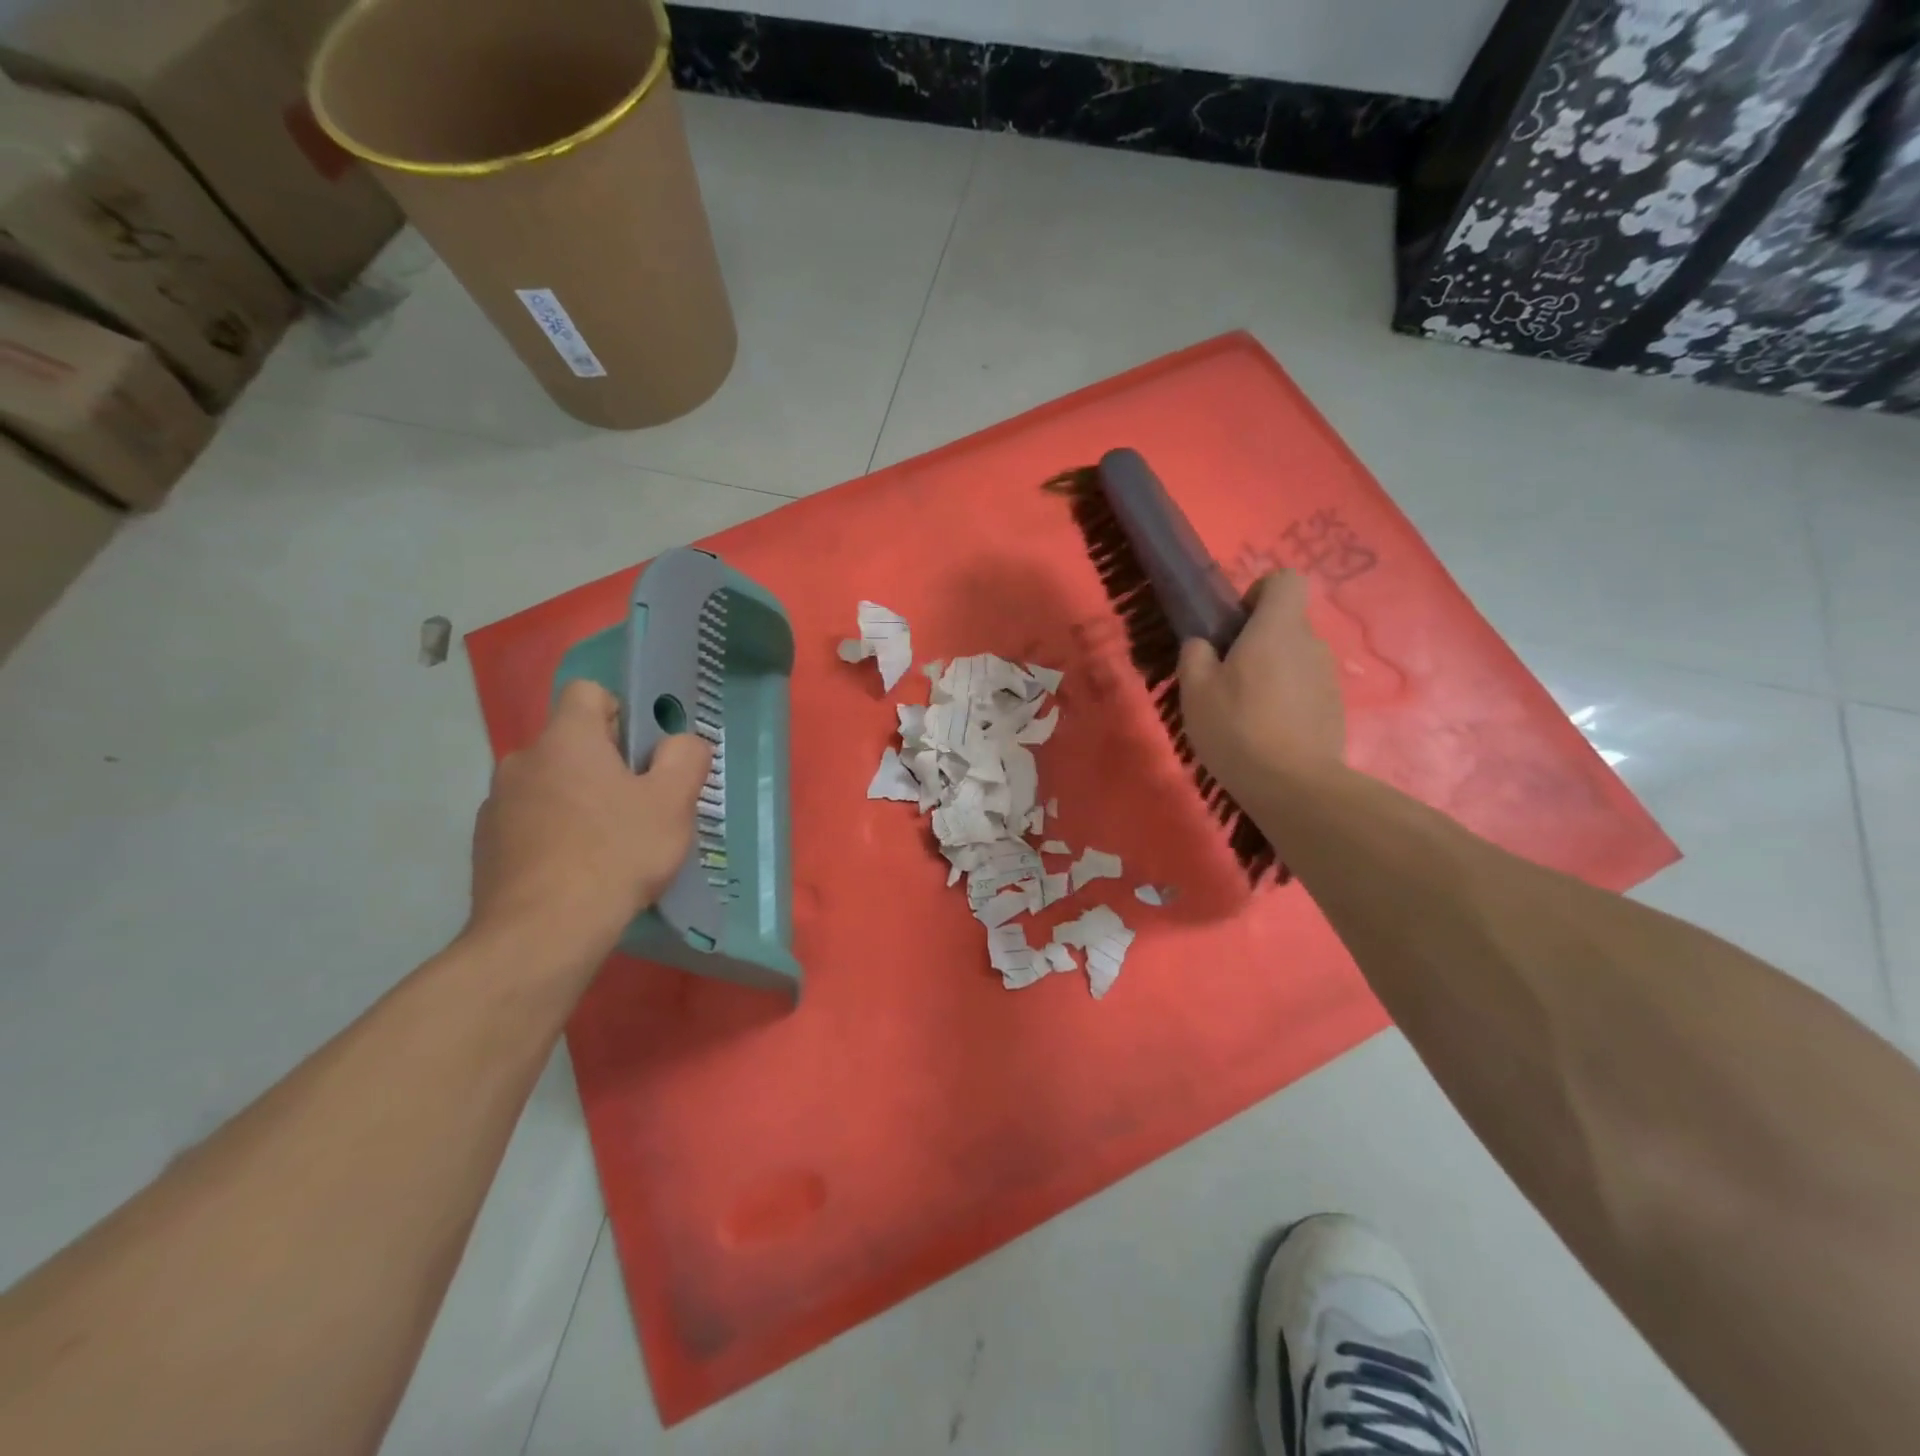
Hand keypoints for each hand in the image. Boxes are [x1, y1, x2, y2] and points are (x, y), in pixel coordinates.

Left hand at [468, 681, 711, 969]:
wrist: (542, 933)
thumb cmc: (616, 854)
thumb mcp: (673, 803)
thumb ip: (685, 758)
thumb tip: (682, 742)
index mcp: (567, 739)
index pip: (588, 692)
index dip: (621, 711)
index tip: (642, 753)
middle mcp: (523, 759)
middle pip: (571, 742)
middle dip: (605, 764)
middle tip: (638, 806)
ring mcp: (497, 803)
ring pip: (550, 783)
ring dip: (577, 799)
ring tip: (607, 845)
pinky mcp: (486, 844)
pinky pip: (529, 820)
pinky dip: (552, 832)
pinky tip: (575, 870)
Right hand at [1177, 571, 1343, 802]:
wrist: (1293, 786)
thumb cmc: (1237, 728)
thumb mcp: (1196, 691)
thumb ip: (1196, 656)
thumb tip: (1204, 644)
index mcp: (1277, 629)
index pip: (1285, 580)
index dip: (1259, 593)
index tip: (1237, 624)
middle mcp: (1311, 644)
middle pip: (1286, 624)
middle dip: (1258, 641)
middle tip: (1227, 677)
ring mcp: (1328, 677)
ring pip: (1294, 659)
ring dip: (1271, 673)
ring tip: (1245, 711)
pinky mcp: (1335, 708)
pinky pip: (1305, 689)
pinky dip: (1287, 700)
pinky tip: (1266, 732)